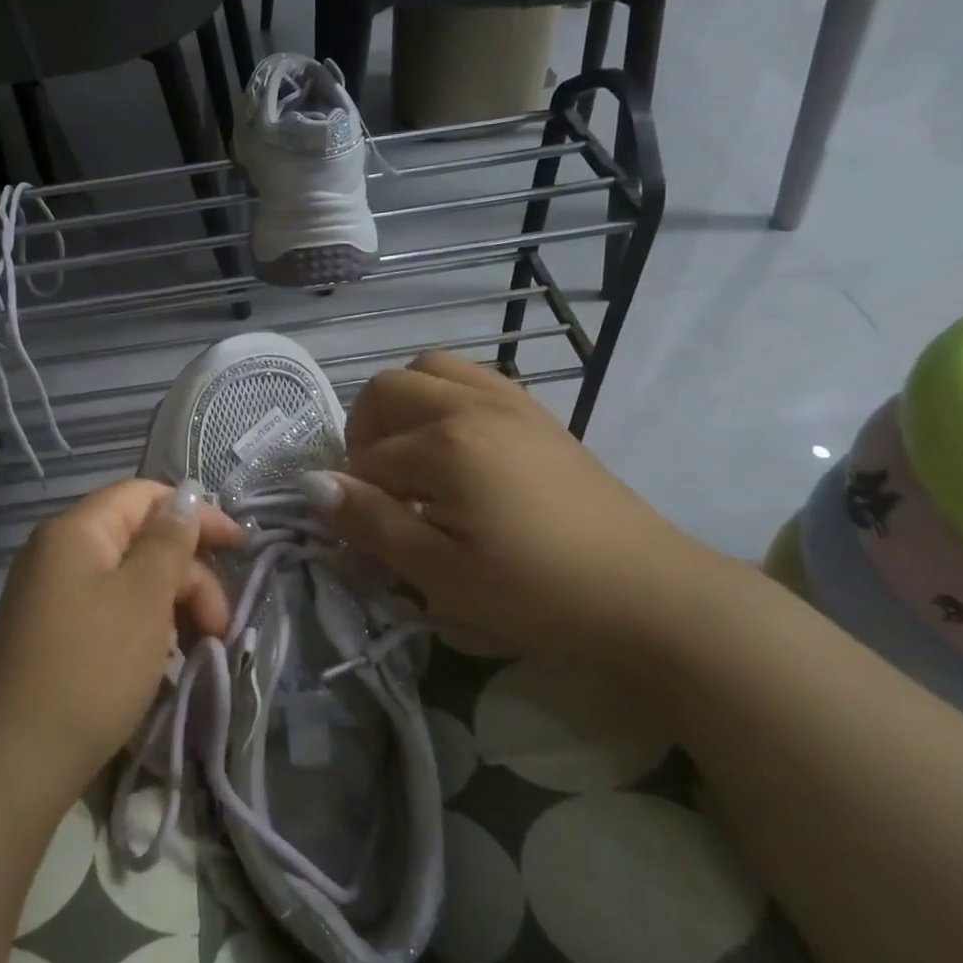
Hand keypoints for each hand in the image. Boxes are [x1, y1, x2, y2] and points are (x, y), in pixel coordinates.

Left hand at [0, 479, 243, 811]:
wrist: (14, 765)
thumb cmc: (91, 668)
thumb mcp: (144, 598)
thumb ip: (170, 541)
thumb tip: (187, 496)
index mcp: (77, 531)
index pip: (145, 495)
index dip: (197, 514)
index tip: (241, 547)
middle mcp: (60, 552)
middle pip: (141, 539)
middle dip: (189, 574)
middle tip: (220, 625)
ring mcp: (53, 595)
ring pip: (130, 579)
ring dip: (172, 605)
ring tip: (199, 648)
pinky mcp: (54, 633)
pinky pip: (111, 610)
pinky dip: (145, 627)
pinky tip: (165, 661)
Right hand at [310, 352, 728, 665]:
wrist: (650, 593)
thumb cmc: (538, 592)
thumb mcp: (442, 573)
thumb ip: (372, 522)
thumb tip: (312, 485)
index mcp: (446, 442)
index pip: (368, 457)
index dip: (357, 495)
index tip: (371, 532)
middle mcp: (472, 403)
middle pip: (387, 389)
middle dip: (367, 432)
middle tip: (384, 488)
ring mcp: (510, 400)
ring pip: (430, 369)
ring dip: (404, 405)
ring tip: (416, 458)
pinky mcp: (537, 411)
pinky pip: (472, 377)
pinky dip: (445, 398)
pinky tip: (459, 449)